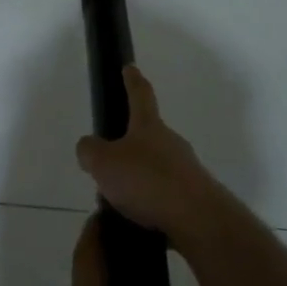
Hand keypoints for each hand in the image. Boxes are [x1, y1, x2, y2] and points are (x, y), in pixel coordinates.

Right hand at [75, 67, 222, 246]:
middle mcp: (170, 142)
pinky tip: (137, 217)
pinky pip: (165, 193)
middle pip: (148, 134)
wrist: (197, 218)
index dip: (132, 80)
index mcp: (148, 126)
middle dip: (130, 143)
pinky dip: (150, 201)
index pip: (140, 94)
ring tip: (118, 199)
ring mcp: (186, 169)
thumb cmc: (147, 181)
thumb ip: (90, 151)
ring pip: (156, 166)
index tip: (130, 67)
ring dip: (139, 177)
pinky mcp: (194, 196)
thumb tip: (89, 147)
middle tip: (109, 159)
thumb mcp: (104, 163)